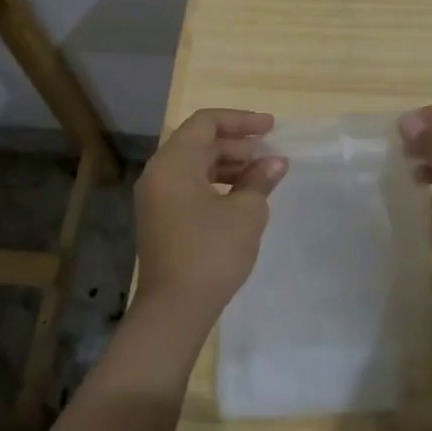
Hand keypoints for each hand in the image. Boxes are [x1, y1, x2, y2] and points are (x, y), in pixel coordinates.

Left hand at [134, 108, 286, 327]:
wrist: (175, 310)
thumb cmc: (211, 252)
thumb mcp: (246, 212)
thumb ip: (260, 180)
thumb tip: (275, 162)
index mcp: (173, 163)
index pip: (205, 123)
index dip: (240, 120)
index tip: (271, 127)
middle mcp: (159, 174)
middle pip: (199, 143)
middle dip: (237, 144)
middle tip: (270, 153)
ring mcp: (157, 198)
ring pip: (195, 165)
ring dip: (229, 164)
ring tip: (262, 174)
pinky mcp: (162, 219)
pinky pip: (190, 186)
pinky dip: (217, 183)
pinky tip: (243, 196)